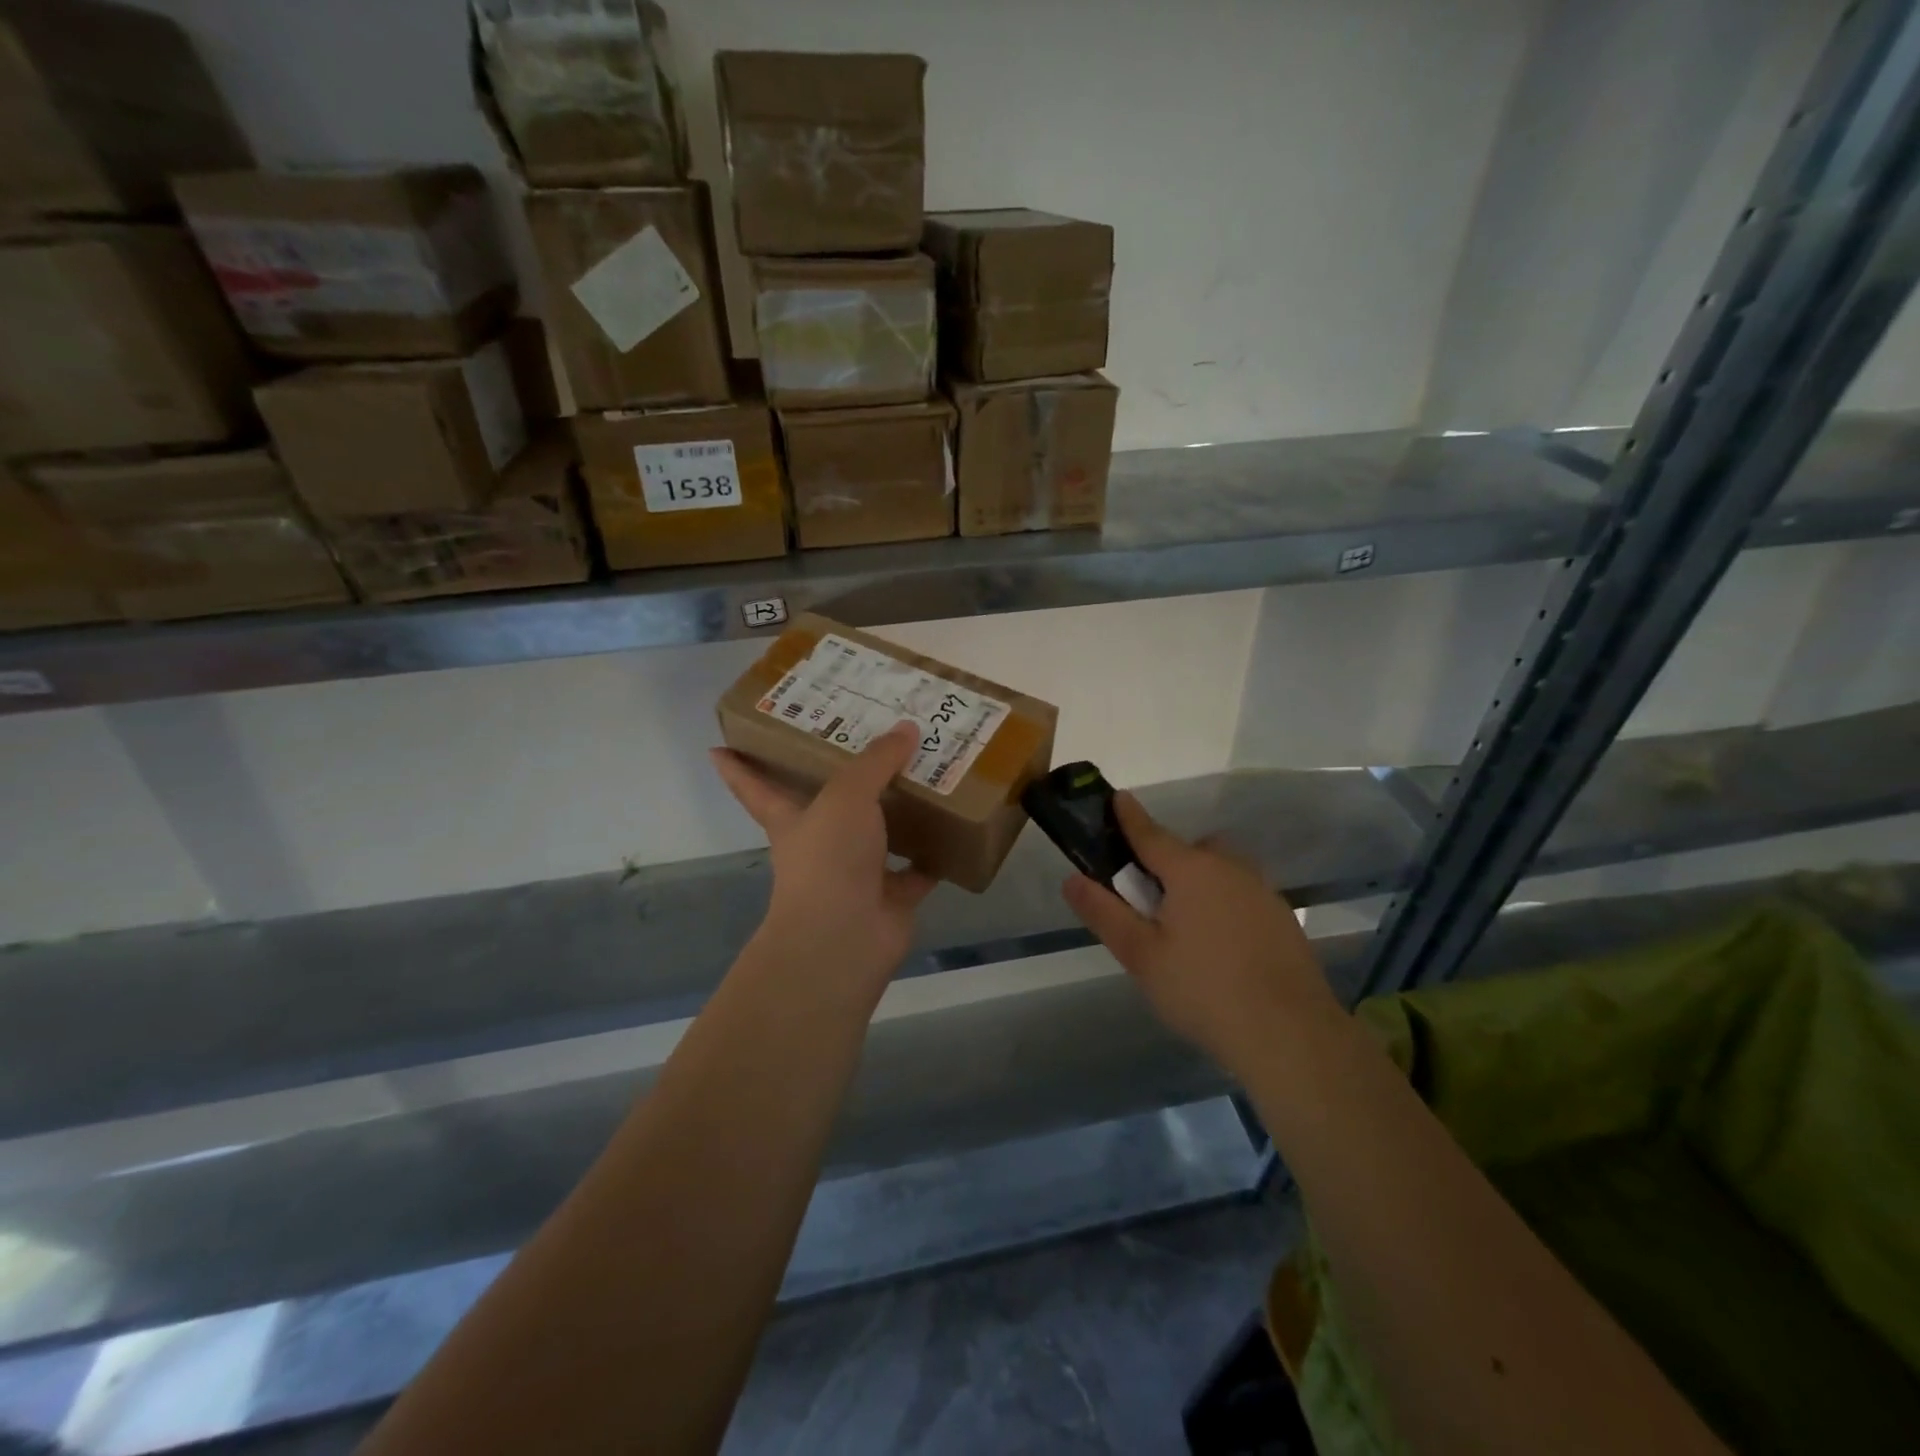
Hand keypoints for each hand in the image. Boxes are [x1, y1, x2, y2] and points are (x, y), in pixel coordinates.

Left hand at [712, 722, 935, 998]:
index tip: (718, 747)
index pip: (756, 787)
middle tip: (871, 741)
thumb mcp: (847, 796)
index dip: (738, 768)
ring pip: (880, 834)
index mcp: (792, 820)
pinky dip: (935, 853)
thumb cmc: (829, 859)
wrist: (846, 938)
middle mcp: (822, 844)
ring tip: (928, 773)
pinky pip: (918, 868)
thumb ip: (875, 761)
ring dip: (901, 811)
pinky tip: (957, 826)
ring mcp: (856, 873)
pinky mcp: (891, 896)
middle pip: (831, 805)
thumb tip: (906, 727)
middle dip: (847, 779)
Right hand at [1062, 794, 1341, 1081]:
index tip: (1116, 797)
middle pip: (1190, 851)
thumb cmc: (1203, 990)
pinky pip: (1243, 895)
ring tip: (1187, 930)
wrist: (1290, 1033)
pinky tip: (1222, 948)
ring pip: (1221, 871)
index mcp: (1190, 870)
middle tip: (1151, 901)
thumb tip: (1071, 879)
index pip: (1149, 833)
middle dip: (1168, 862)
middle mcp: (1229, 868)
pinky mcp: (1283, 917)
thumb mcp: (1141, 955)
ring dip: (1200, 883)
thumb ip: (1104, 913)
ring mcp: (1262, 890)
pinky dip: (1225, 905)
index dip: (1129, 816)